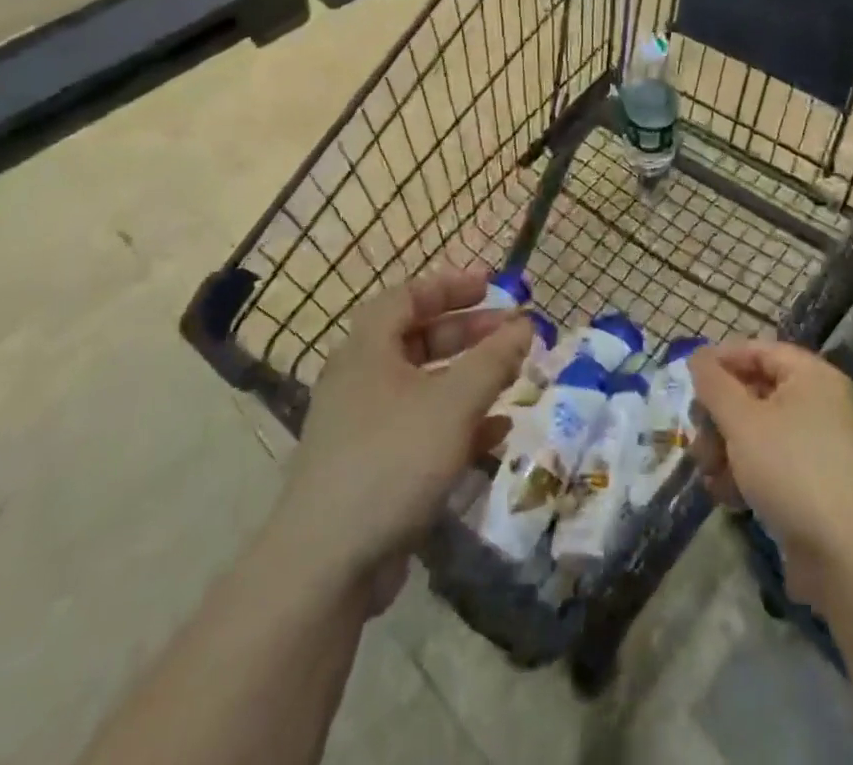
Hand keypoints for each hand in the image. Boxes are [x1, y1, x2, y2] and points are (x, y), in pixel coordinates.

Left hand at [274, 267, 531, 613]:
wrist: (326, 567)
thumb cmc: (393, 459)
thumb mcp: (454, 402)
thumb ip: (493, 360)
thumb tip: (525, 325)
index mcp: (368, 350)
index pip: (408, 296)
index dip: (451, 285)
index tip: (492, 285)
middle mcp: (361, 380)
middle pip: (418, 339)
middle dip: (468, 332)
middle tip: (510, 331)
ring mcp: (365, 427)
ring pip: (424, 386)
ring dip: (468, 378)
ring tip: (511, 377)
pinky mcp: (374, 468)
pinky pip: (422, 428)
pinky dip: (459, 422)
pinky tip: (497, 432)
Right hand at [691, 341, 852, 609]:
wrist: (848, 556)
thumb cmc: (792, 469)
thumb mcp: (743, 421)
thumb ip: (714, 385)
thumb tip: (698, 356)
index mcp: (812, 376)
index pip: (759, 351)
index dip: (721, 360)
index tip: (688, 379)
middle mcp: (820, 403)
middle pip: (756, 392)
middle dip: (720, 415)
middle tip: (696, 436)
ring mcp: (820, 446)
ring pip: (760, 431)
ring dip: (727, 448)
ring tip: (709, 474)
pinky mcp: (816, 484)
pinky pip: (773, 463)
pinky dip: (748, 473)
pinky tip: (727, 496)